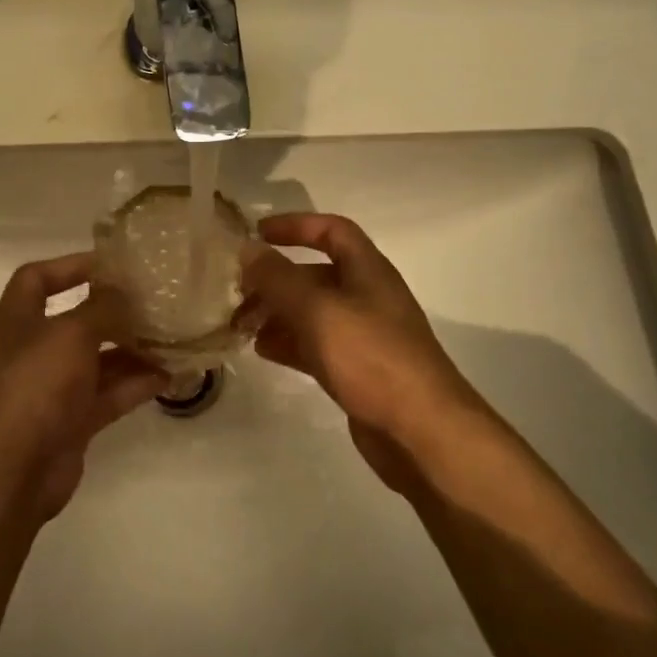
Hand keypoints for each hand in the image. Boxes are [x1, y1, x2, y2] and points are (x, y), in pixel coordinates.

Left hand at [0, 253, 165, 515]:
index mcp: (18, 319)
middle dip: (115, 311)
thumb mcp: (70, 333)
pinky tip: (170, 374)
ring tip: (173, 336)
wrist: (10, 468)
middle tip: (157, 301)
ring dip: (133, 349)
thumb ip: (102, 308)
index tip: (113, 265)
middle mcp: (33, 349)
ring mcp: (53, 388)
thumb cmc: (34, 384)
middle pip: (77, 320)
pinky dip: (136, 384)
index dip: (71, 266)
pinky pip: (109, 395)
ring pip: (98, 360)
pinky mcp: (72, 421)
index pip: (38, 278)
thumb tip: (125, 291)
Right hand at [241, 213, 491, 490]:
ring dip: (277, 313)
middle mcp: (367, 297)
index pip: (332, 231)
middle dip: (275, 280)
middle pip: (315, 275)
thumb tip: (247, 250)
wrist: (420, 431)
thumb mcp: (318, 310)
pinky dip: (289, 343)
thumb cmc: (371, 357)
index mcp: (368, 271)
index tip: (257, 233)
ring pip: (312, 313)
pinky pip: (316, 346)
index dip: (295, 226)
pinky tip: (263, 350)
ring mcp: (363, 336)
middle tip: (237, 293)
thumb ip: (278, 279)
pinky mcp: (357, 370)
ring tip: (241, 325)